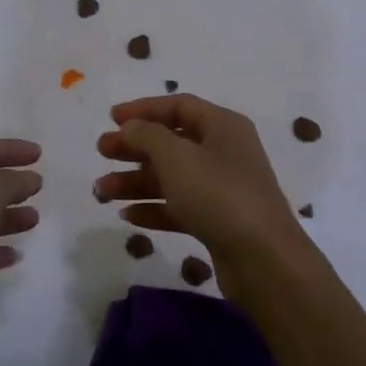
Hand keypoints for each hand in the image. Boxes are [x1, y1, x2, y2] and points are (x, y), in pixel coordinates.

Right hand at [94, 95, 308, 279]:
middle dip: (134, 147)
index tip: (111, 118)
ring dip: (135, 181)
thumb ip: (147, 135)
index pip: (179, 106)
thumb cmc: (218, 194)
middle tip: (101, 153)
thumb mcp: (176, 156)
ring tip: (101, 193)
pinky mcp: (218, 221)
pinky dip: (154, 208)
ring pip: (172, 177)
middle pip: (172, 141)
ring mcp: (222, 188)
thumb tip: (130, 126)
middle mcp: (224, 152)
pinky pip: (179, 207)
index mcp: (222, 126)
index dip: (144, 109)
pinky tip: (127, 216)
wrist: (263, 259)